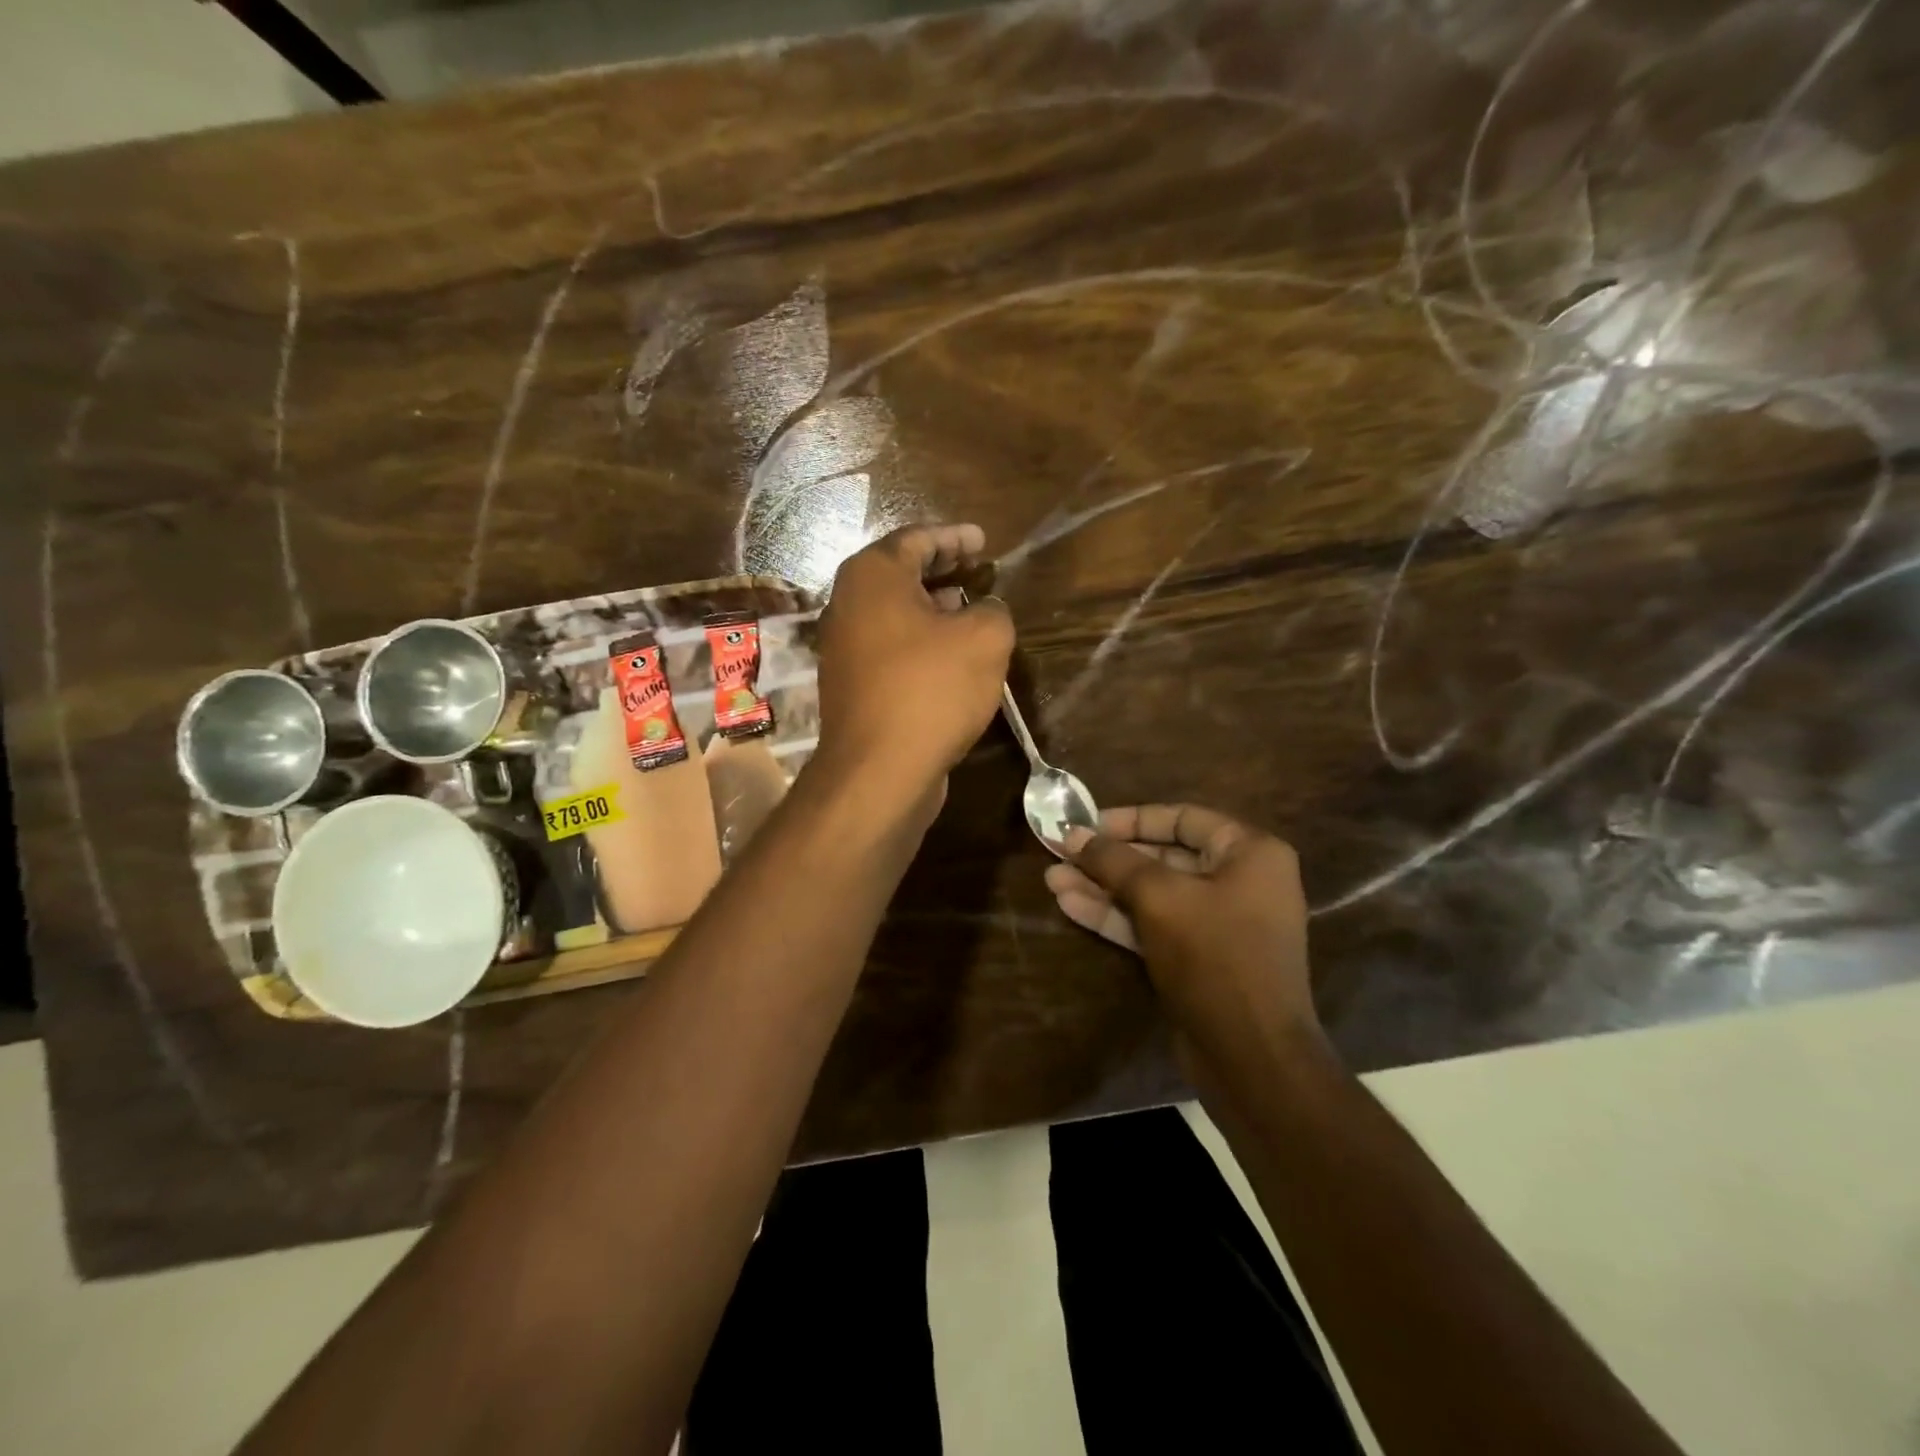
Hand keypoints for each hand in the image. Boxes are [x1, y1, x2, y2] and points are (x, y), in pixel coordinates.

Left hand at [814, 524, 1014, 800]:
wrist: (879, 770)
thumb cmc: (931, 690)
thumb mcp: (985, 639)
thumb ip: (992, 609)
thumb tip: (983, 609)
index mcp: (873, 576)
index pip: (917, 539)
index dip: (954, 537)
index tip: (983, 541)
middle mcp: (848, 604)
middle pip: (899, 573)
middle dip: (941, 568)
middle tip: (977, 569)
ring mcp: (844, 647)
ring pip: (894, 612)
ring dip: (931, 606)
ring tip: (970, 609)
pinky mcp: (851, 684)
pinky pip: (890, 645)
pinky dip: (919, 639)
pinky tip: (949, 655)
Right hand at [1044, 805, 1325, 1072]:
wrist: (1250, 1057)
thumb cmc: (1214, 957)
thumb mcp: (1160, 898)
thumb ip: (1114, 861)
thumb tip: (1073, 835)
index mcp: (1249, 853)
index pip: (1182, 818)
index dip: (1130, 819)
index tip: (1086, 824)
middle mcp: (1238, 881)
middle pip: (1162, 857)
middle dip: (1108, 858)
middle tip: (1060, 852)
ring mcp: (1216, 923)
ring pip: (1151, 894)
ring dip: (1102, 887)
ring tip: (1051, 879)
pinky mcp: (1196, 958)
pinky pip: (1152, 924)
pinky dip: (1114, 915)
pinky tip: (1069, 905)